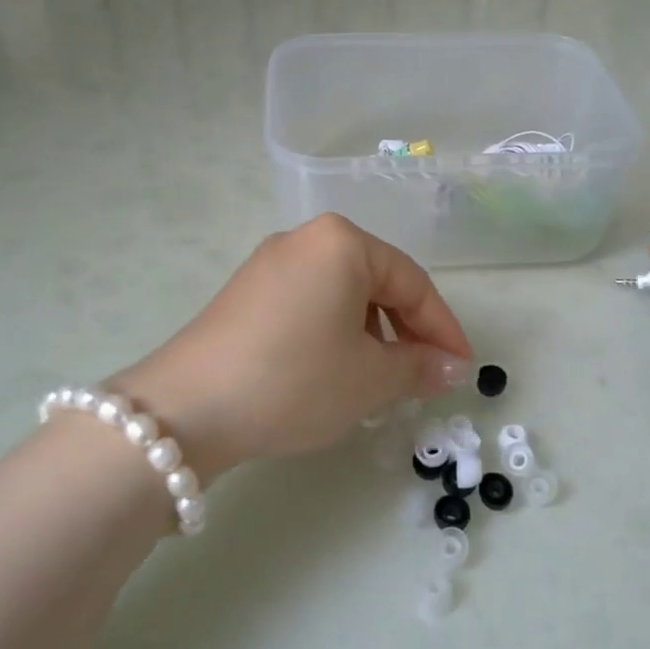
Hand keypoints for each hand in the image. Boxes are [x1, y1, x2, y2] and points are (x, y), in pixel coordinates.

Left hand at [112, 215, 471, 478]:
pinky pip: (310, 304)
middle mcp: (306, 240)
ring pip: (342, 294)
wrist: (186, 408)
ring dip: (372, 335)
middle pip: (377, 283)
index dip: (444, 330)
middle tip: (424, 376)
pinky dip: (335, 333)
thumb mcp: (369, 378)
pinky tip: (335, 370)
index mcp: (343, 242)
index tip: (463, 369)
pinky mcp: (246, 292)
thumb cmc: (295, 381)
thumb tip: (451, 367)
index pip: (413, 283)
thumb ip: (419, 366)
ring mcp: (270, 264)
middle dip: (407, 331)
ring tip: (381, 380)